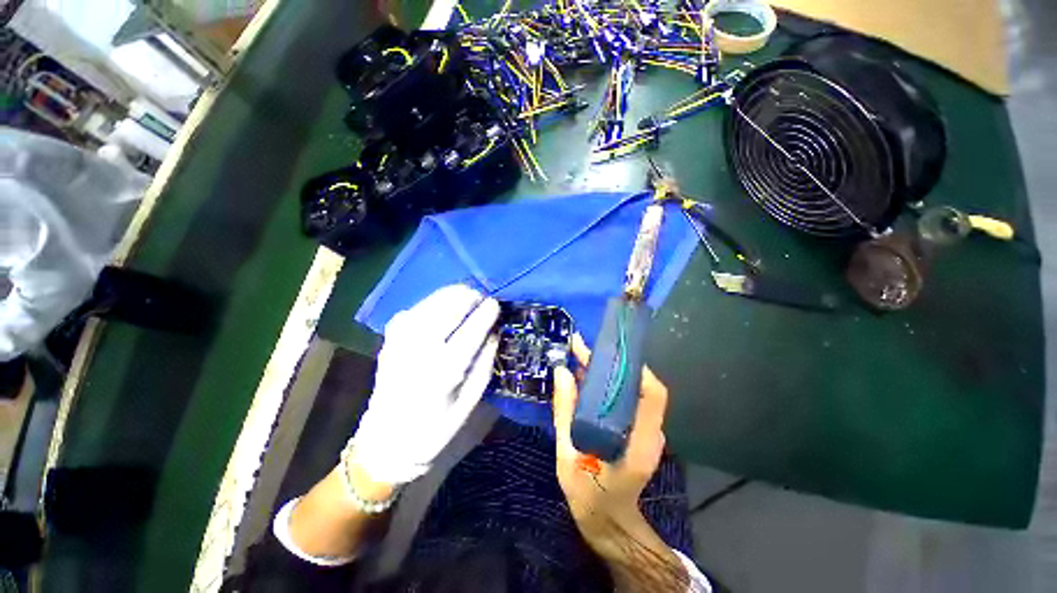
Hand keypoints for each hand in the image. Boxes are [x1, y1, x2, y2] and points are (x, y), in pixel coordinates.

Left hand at [349, 284, 498, 484]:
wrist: (387, 440)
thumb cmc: (436, 427)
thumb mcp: (470, 403)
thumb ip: (485, 364)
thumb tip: (495, 331)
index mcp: (444, 371)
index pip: (471, 330)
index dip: (486, 312)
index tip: (496, 304)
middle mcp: (420, 350)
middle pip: (449, 308)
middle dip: (470, 297)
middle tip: (482, 299)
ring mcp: (401, 339)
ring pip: (432, 301)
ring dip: (453, 294)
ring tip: (467, 296)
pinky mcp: (390, 337)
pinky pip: (417, 307)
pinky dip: (434, 300)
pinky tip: (444, 305)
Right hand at [552, 335, 668, 538]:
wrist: (607, 522)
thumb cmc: (588, 496)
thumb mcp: (567, 456)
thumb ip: (565, 413)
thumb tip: (562, 371)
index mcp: (639, 443)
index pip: (652, 395)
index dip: (634, 368)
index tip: (606, 351)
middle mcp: (650, 433)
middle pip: (640, 386)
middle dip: (612, 363)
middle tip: (581, 348)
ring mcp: (646, 432)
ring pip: (632, 390)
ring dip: (607, 371)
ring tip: (580, 356)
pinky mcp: (637, 430)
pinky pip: (625, 399)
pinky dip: (606, 384)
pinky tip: (585, 377)